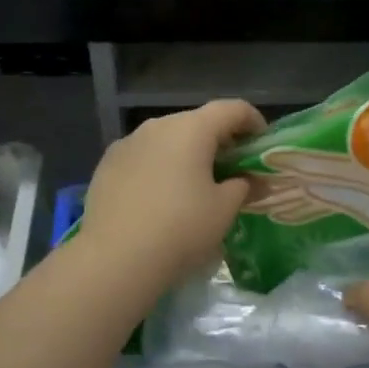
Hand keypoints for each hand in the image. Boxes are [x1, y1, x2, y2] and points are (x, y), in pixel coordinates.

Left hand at [80, 99, 264, 285]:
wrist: (115, 258)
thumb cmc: (181, 228)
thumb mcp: (224, 210)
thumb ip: (243, 186)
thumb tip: (248, 181)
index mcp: (191, 129)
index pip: (232, 109)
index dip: (253, 121)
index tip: (261, 143)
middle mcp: (158, 126)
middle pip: (197, 122)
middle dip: (218, 139)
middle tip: (232, 168)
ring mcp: (127, 143)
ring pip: (167, 138)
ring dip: (185, 153)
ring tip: (194, 184)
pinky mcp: (106, 164)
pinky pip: (143, 156)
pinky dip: (159, 166)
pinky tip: (160, 196)